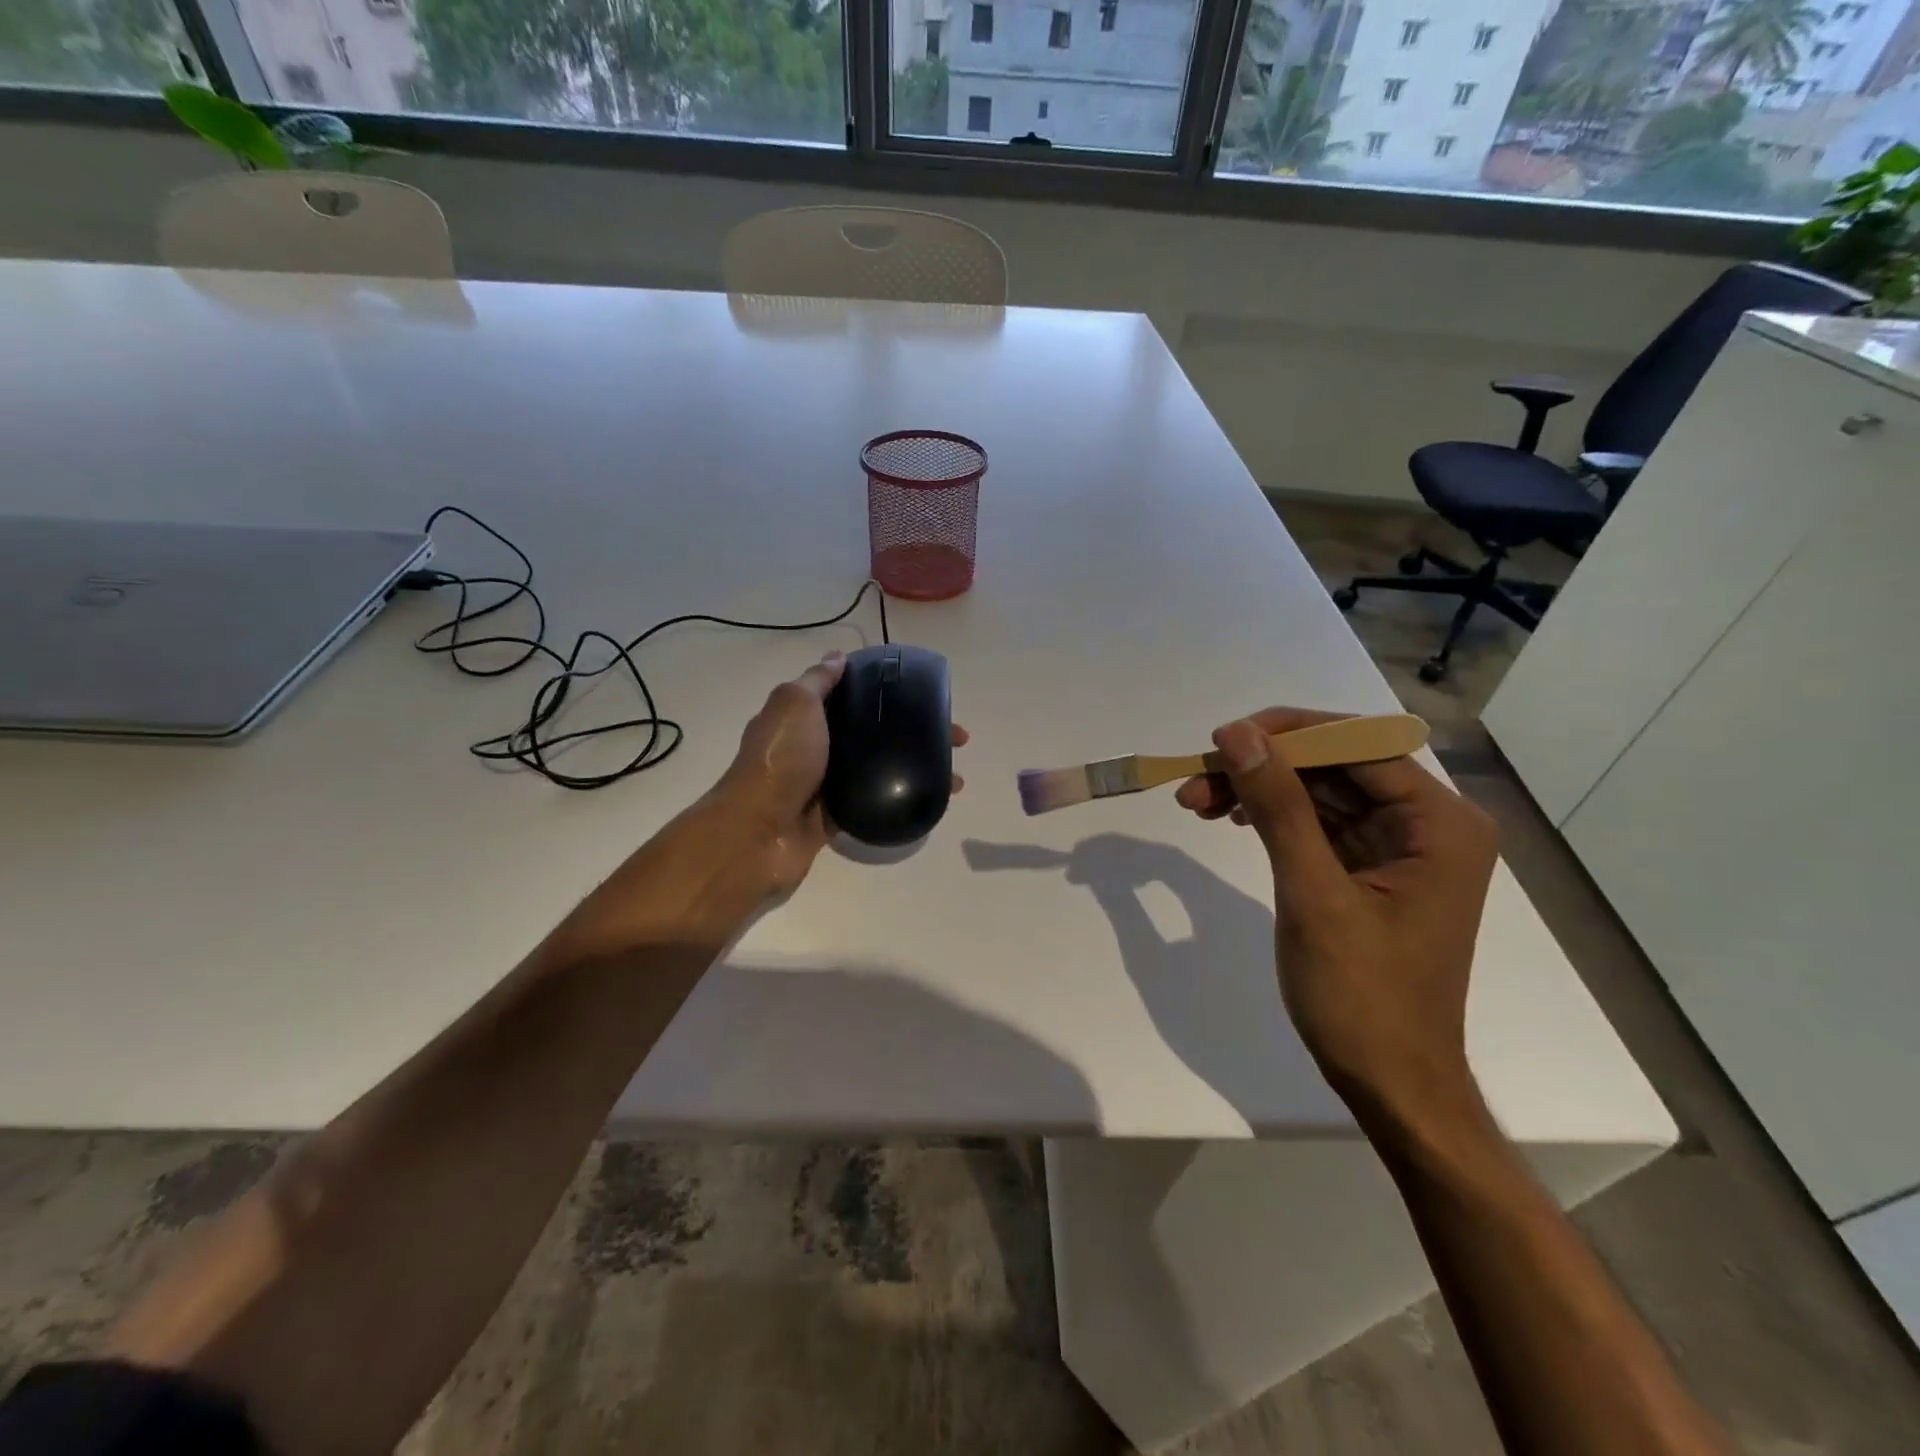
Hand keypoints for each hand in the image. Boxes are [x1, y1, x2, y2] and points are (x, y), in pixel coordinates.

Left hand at [709, 652, 967, 895]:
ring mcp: (826, 784)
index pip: (852, 696)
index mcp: (804, 716)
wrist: (758, 832)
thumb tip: (838, 656)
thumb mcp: (795, 704)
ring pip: (879, 768)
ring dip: (915, 767)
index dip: (888, 692)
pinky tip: (933, 799)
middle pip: (873, 732)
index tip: (926, 694)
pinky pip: (875, 802)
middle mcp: (815, 747)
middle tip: (955, 738)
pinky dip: (902, 799)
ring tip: (954, 775)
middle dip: (914, 731)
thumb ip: (818, 680)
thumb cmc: (780, 758)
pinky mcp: (835, 817)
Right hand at [1175, 707, 1497, 1127]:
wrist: (1389, 1082)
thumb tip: (1237, 734)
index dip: (1286, 734)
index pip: (1358, 745)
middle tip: (1194, 780)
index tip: (1219, 741)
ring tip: (1196, 801)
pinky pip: (1316, 823)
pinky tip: (1230, 817)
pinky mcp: (1370, 869)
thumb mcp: (1313, 893)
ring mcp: (1398, 846)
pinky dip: (1271, 817)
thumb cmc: (1362, 994)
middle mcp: (1427, 823)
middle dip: (1262, 768)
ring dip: (1258, 791)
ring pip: (1318, 792)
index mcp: (1439, 822)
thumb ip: (1278, 806)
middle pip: (1334, 766)